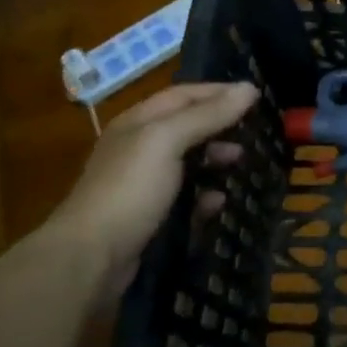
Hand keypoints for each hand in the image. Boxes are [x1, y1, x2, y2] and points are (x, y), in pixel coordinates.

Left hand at [45, 82, 258, 287]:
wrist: (90, 258)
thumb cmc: (130, 189)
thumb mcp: (167, 141)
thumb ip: (208, 115)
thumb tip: (249, 88)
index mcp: (138, 123)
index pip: (183, 95)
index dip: (218, 92)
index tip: (256, 98)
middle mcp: (139, 148)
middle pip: (188, 127)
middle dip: (221, 127)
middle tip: (253, 135)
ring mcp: (144, 183)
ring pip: (190, 162)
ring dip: (217, 160)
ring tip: (241, 165)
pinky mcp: (151, 215)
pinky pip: (186, 197)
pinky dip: (206, 196)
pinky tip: (219, 202)